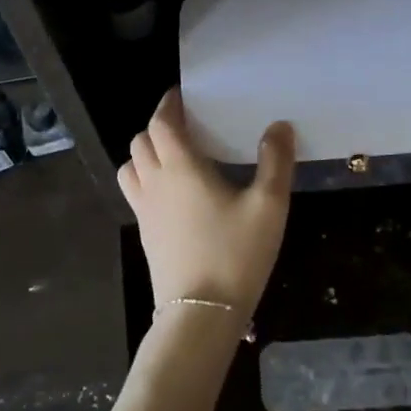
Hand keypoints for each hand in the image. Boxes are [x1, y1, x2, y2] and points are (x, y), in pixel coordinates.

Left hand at [118, 88, 294, 317]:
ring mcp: (144, 211)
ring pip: (131, 167)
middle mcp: (154, 183)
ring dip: (146, 153)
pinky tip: (175, 193)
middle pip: (141, 141)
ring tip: (175, 156)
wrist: (201, 315)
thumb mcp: (268, 206)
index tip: (182, 95)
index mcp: (180, 168)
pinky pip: (135, 192)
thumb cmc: (235, 254)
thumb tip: (279, 125)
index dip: (168, 104)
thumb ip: (276, 162)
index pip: (161, 123)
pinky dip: (146, 179)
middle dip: (159, 126)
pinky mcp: (145, 234)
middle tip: (186, 125)